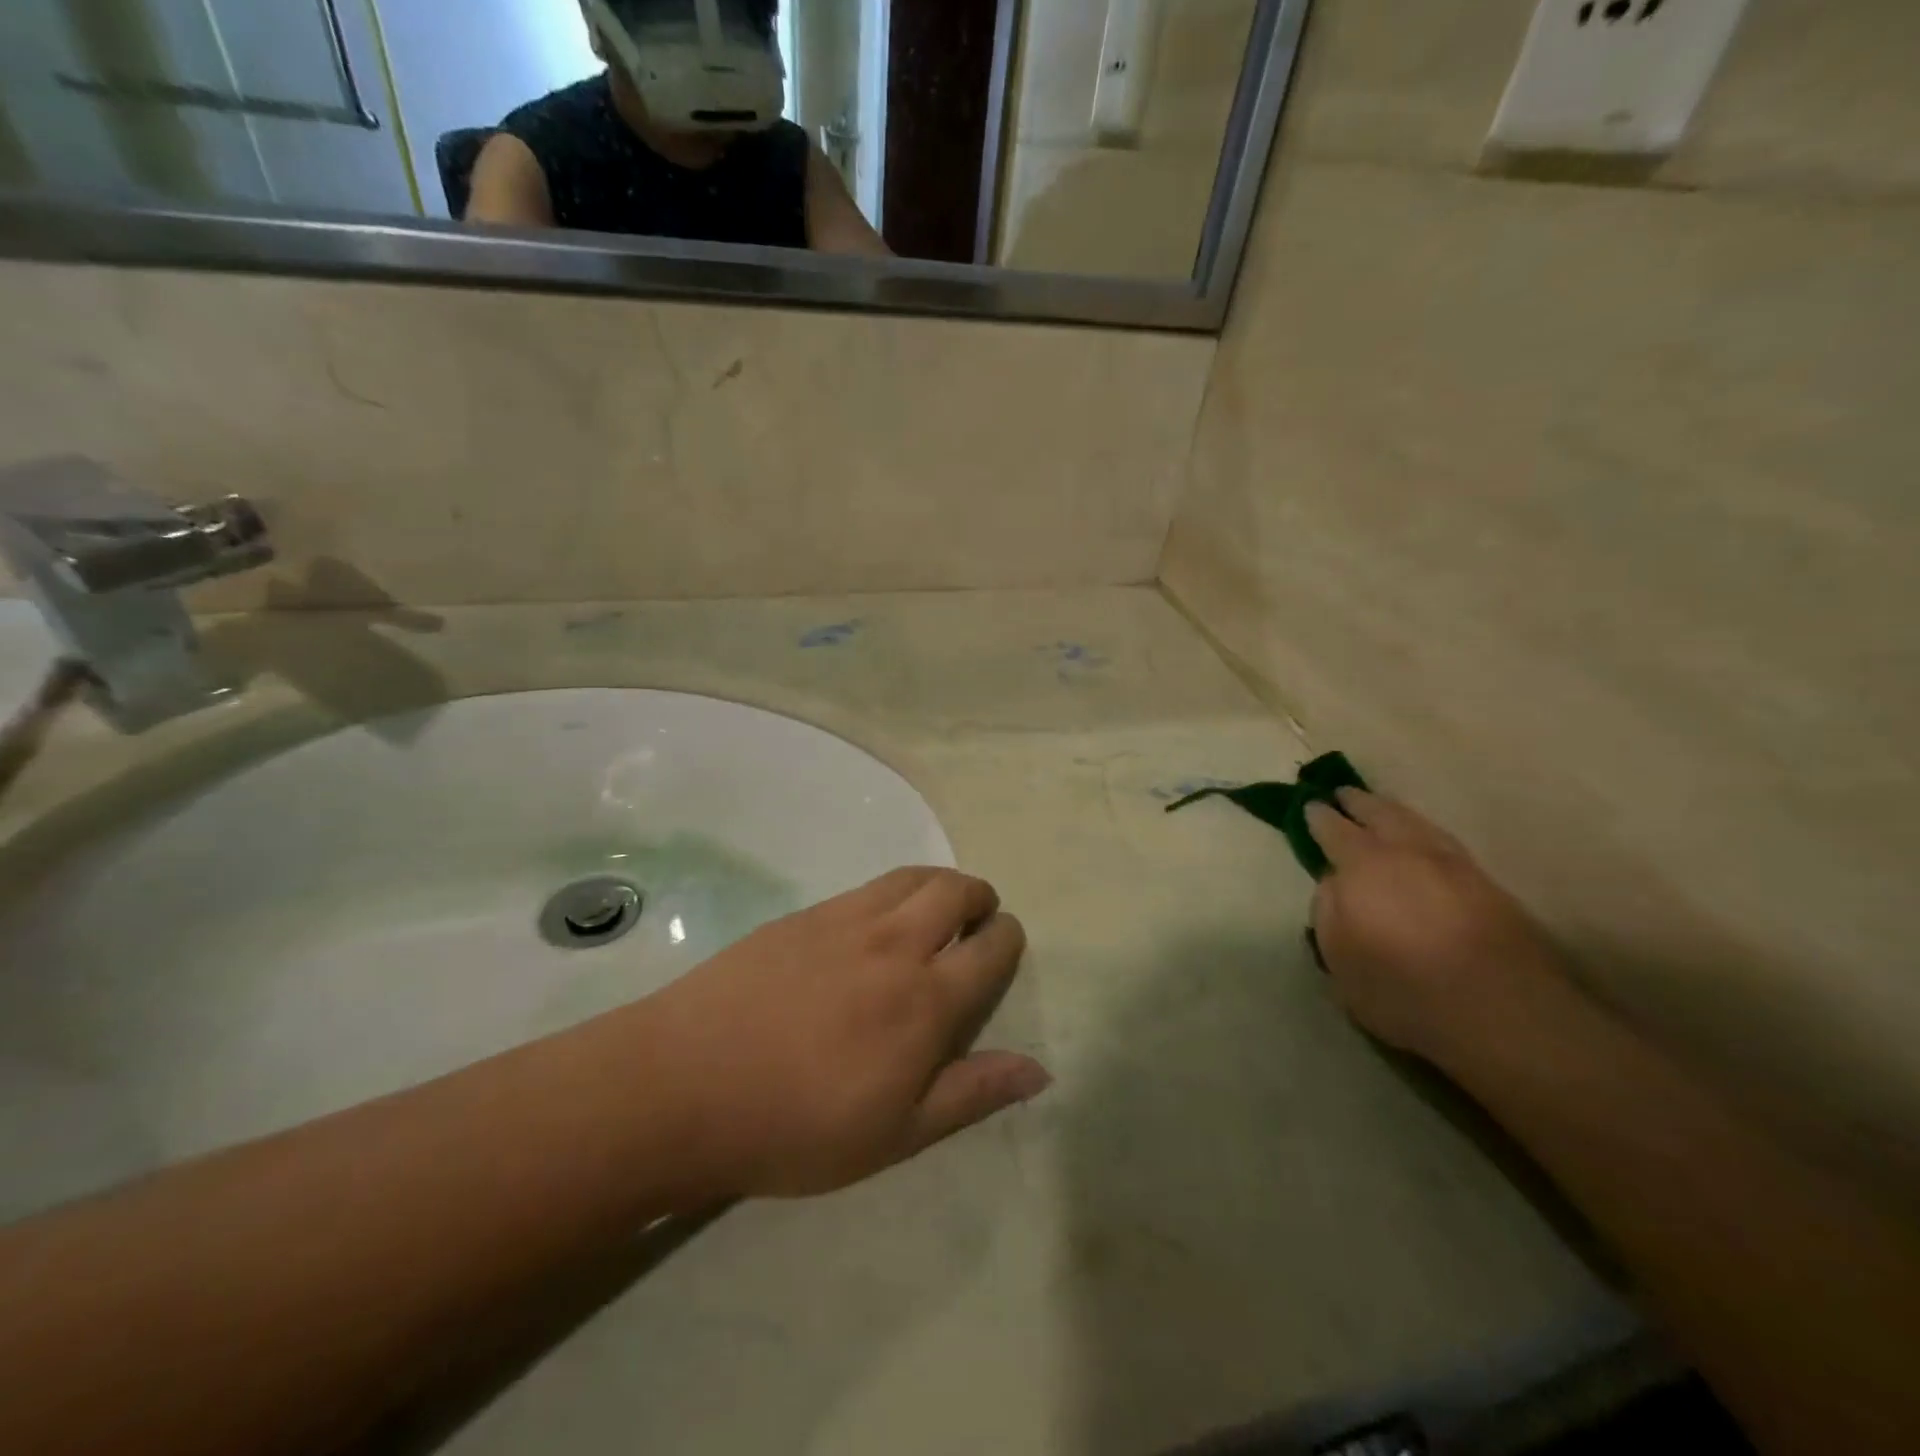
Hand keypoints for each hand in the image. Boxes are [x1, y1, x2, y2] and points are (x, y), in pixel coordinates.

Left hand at [642, 868, 1049, 1198]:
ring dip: (940, 883)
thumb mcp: (896, 1133)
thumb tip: (1040, 1069)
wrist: (686, 1084)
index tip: (1005, 946)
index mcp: (925, 1000)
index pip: (990, 948)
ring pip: (913, 877)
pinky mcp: (806, 914)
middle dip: (981, 898)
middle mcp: (894, 944)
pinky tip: (880, 919)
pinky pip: (869, 886)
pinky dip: (896, 890)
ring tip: (939, 908)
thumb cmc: (797, 1125)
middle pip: (957, 891)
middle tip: (978, 919)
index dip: (1007, 939)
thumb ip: (971, 1093)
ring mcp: (846, 920)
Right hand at [1306, 790, 1567, 1063]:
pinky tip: (1422, 839)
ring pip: (1416, 822)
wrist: (1504, 1013)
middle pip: (1380, 813)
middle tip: (1344, 794)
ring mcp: (1453, 864)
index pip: (1334, 829)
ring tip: (1381, 808)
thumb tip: (1334, 883)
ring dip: (1394, 811)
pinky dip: (1424, 831)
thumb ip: (1327, 913)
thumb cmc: (1404, 989)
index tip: (1310, 806)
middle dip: (1358, 802)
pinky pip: (1443, 840)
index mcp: (1363, 865)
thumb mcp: (1340, 960)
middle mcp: (1407, 852)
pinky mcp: (1487, 884)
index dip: (1319, 816)